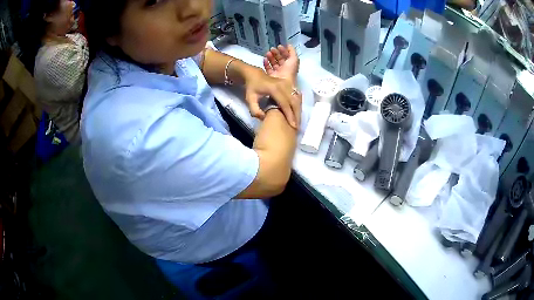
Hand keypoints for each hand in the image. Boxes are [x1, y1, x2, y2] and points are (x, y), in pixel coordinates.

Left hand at [244, 68, 300, 128]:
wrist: (254, 75)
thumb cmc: (252, 87)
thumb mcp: (250, 99)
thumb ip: (255, 110)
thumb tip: (264, 118)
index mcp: (274, 89)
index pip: (284, 103)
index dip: (289, 115)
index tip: (292, 125)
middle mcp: (283, 85)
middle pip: (293, 102)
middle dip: (296, 115)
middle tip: (297, 127)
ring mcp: (287, 84)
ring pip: (296, 99)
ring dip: (298, 110)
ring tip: (297, 122)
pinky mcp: (288, 85)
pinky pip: (296, 96)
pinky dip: (297, 105)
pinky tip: (296, 113)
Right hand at [263, 45, 298, 85]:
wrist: (283, 83)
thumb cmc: (289, 71)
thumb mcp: (294, 59)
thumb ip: (292, 51)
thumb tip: (289, 45)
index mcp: (290, 65)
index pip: (286, 56)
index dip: (283, 51)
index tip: (279, 46)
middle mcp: (284, 69)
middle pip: (279, 59)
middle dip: (276, 53)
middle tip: (272, 49)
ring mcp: (277, 72)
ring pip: (273, 63)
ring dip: (270, 57)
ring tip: (268, 53)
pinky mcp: (270, 76)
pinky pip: (268, 68)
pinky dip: (266, 63)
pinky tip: (265, 59)